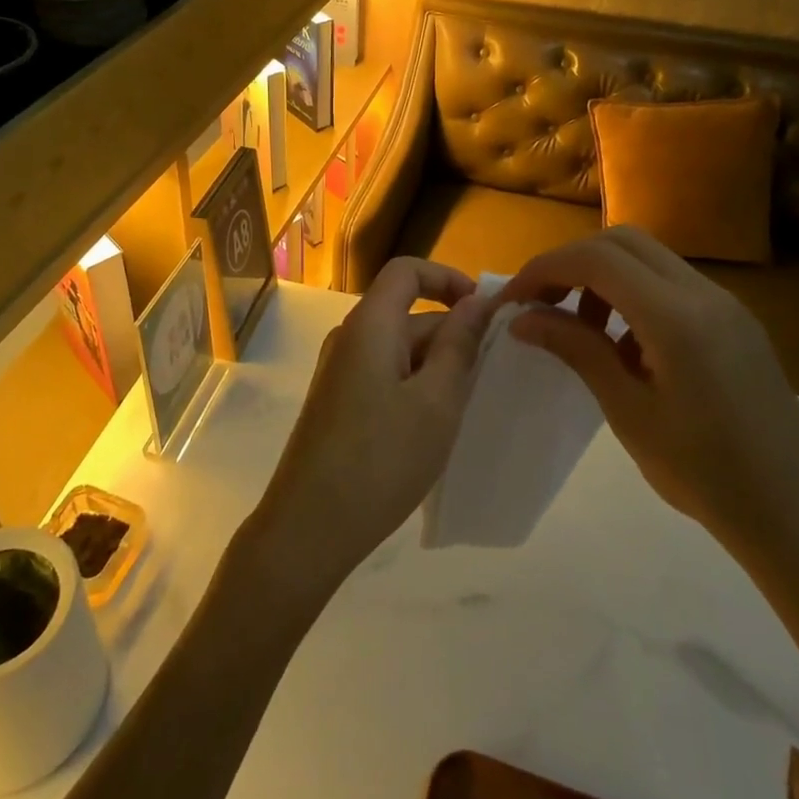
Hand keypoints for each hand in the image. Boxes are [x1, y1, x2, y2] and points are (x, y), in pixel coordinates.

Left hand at [248, 258, 494, 595]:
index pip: (407, 271)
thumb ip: (459, 346)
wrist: (309, 527)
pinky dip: (415, 385)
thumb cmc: (381, 459)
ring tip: (467, 406)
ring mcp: (339, 371)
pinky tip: (434, 425)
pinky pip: (384, 374)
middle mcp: (349, 338)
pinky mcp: (337, 402)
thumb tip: (477, 302)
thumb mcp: (436, 402)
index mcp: (369, 325)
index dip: (448, 278)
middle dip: (451, 333)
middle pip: (406, 312)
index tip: (484, 311)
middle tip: (490, 376)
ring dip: (436, 365)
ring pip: (399, 348)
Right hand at [501, 227, 798, 555]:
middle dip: (571, 262)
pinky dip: (633, 294)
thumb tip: (524, 318)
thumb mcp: (629, 412)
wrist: (797, 515)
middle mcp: (704, 294)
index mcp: (677, 317)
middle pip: (622, 241)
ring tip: (579, 327)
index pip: (597, 259)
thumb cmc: (705, 474)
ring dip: (602, 276)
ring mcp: (725, 304)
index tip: (513, 299)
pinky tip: (624, 344)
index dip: (545, 268)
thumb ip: (577, 350)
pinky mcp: (734, 321)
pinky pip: (672, 284)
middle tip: (540, 303)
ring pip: (648, 258)